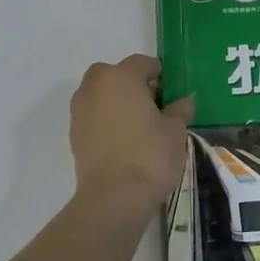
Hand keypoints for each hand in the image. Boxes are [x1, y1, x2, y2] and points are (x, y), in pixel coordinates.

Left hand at [69, 55, 193, 208]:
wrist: (114, 197)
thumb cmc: (150, 155)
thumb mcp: (175, 131)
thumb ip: (179, 110)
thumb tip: (185, 101)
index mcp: (121, 77)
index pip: (143, 63)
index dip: (159, 74)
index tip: (172, 92)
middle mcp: (95, 86)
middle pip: (115, 75)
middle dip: (133, 85)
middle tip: (154, 106)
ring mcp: (80, 110)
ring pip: (101, 95)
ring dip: (117, 102)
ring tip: (139, 125)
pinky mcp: (74, 134)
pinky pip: (94, 116)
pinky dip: (106, 121)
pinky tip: (124, 140)